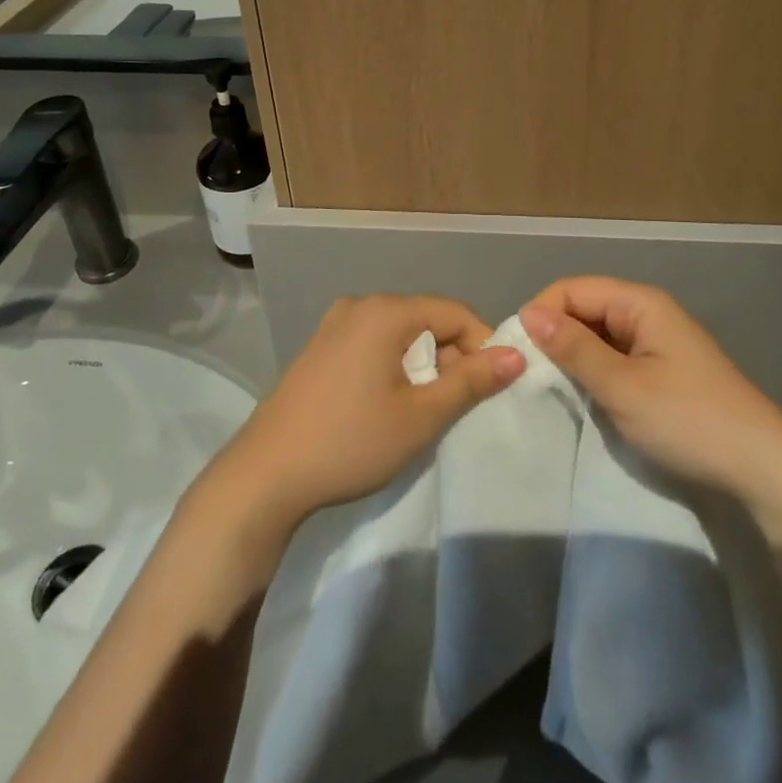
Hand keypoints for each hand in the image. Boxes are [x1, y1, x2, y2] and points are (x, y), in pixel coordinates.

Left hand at [221, 295, 525, 523]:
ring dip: (423, 365)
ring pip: (400, 334)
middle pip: (426, 319)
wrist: (265, 476)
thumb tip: (516, 355)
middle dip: (451, 357)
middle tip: (458, 405)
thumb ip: (471, 381)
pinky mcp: (319, 348)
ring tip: (426, 409)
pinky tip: (389, 404)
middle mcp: (359, 306)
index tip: (493, 386)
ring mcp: (334, 325)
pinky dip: (394, 366)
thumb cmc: (350, 442)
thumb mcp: (421, 415)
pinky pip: (373, 344)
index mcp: (384, 311)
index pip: (454, 312)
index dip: (482, 345)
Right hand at [520, 277, 781, 498]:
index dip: (541, 313)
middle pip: (585, 309)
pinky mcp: (662, 372)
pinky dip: (593, 373)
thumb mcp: (623, 387)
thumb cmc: (689, 421)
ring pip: (598, 336)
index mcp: (640, 303)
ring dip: (572, 356)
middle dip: (554, 335)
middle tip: (526, 375)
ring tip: (546, 388)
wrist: (762, 471)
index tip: (517, 353)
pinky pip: (615, 358)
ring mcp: (656, 343)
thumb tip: (528, 313)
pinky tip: (581, 397)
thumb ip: (574, 348)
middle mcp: (647, 313)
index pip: (572, 289)